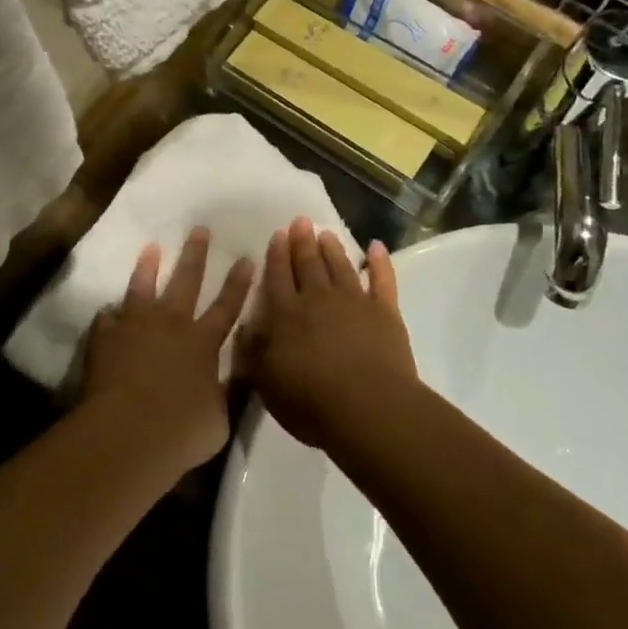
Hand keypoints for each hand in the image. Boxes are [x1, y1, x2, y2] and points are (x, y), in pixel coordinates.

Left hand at [79, 228, 254, 476]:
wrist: (127, 432)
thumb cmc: (180, 431)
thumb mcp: (219, 420)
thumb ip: (227, 392)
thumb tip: (236, 376)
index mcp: (203, 342)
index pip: (227, 306)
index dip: (238, 283)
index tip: (246, 257)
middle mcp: (171, 324)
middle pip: (186, 281)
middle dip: (195, 254)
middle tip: (199, 229)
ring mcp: (134, 326)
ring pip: (142, 287)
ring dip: (148, 267)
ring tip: (151, 248)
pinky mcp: (105, 337)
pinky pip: (107, 319)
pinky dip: (110, 316)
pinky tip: (108, 313)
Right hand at [239, 217, 417, 448]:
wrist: (368, 407)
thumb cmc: (310, 400)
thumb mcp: (265, 382)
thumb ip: (252, 351)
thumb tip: (243, 326)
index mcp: (286, 313)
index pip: (277, 276)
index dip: (276, 254)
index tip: (277, 234)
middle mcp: (318, 298)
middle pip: (308, 263)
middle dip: (302, 242)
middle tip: (301, 221)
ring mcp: (354, 301)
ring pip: (341, 266)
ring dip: (333, 248)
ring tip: (326, 233)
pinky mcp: (385, 312)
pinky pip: (383, 280)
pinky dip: (380, 262)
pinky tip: (377, 247)